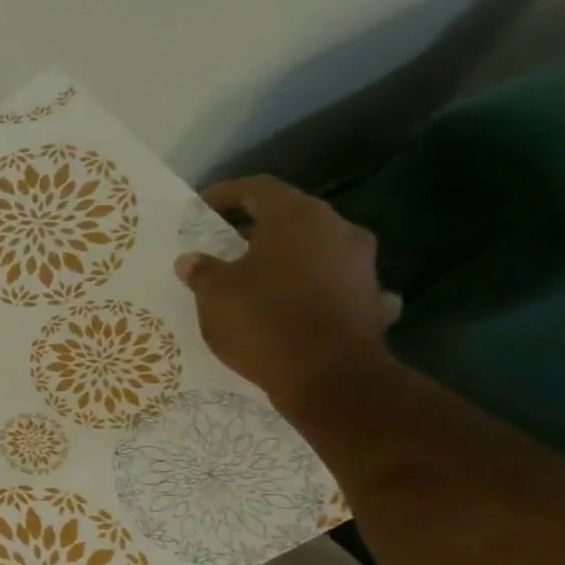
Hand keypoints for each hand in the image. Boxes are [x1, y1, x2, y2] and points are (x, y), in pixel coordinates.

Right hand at [175, 176, 402, 413]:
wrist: (329, 375)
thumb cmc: (263, 319)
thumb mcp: (214, 294)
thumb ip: (202, 271)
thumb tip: (192, 260)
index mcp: (297, 218)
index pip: (257, 189)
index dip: (224, 195)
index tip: (199, 209)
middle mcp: (338, 230)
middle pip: (290, 218)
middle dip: (254, 229)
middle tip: (221, 244)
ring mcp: (362, 265)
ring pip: (315, 250)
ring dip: (285, 259)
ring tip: (254, 277)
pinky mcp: (371, 299)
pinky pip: (335, 284)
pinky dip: (314, 289)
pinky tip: (299, 305)